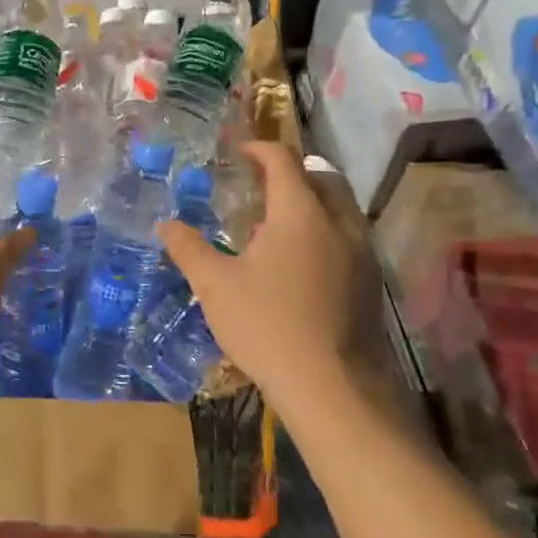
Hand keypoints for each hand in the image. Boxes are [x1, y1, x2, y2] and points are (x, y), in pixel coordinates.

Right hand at [159, 142, 380, 413]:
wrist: (331, 387)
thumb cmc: (266, 325)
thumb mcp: (214, 286)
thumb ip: (188, 248)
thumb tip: (165, 224)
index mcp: (300, 213)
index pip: (283, 160)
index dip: (259, 149)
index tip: (240, 152)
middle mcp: (339, 223)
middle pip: (321, 178)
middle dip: (291, 174)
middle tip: (260, 188)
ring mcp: (362, 253)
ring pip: (339, 210)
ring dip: (310, 205)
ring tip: (276, 229)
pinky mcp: (371, 283)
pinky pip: (348, 239)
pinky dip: (324, 234)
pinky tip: (299, 267)